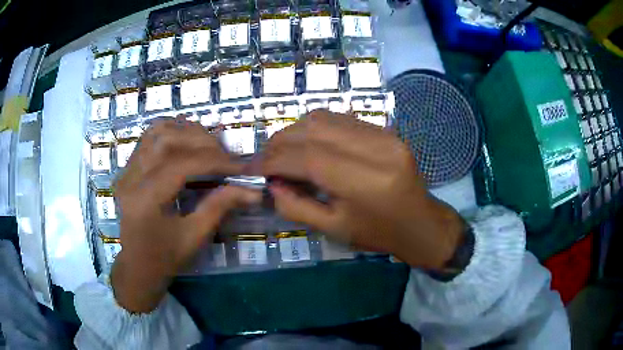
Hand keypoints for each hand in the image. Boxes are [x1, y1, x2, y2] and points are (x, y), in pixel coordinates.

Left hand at [111, 119, 260, 312]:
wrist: (137, 266)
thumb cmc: (165, 258)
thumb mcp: (195, 237)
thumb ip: (220, 206)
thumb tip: (252, 189)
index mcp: (146, 200)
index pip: (182, 165)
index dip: (215, 161)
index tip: (241, 166)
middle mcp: (131, 178)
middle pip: (168, 140)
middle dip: (203, 143)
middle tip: (226, 157)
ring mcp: (127, 170)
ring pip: (157, 132)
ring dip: (186, 132)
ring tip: (208, 145)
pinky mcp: (128, 168)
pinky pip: (148, 138)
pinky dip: (170, 132)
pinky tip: (185, 141)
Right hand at [262, 111, 464, 270]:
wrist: (420, 223)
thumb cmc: (378, 234)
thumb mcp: (333, 229)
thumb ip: (296, 206)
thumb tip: (271, 183)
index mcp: (365, 183)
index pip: (308, 158)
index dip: (274, 160)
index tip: (254, 169)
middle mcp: (376, 150)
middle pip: (314, 129)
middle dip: (280, 142)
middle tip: (266, 159)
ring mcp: (384, 135)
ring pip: (325, 118)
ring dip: (295, 131)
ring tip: (283, 151)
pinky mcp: (386, 130)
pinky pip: (341, 119)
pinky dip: (316, 128)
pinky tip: (308, 144)